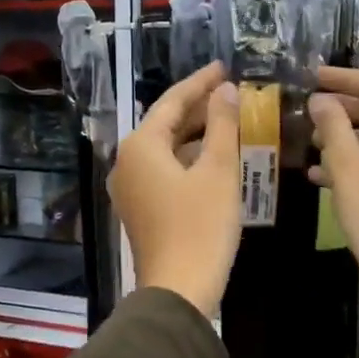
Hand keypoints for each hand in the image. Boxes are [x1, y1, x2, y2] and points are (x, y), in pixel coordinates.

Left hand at [109, 61, 240, 318]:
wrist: (178, 290)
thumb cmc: (200, 227)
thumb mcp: (218, 171)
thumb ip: (222, 126)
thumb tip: (226, 91)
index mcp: (141, 146)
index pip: (172, 102)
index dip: (200, 83)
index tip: (224, 67)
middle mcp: (127, 162)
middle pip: (165, 124)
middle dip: (199, 108)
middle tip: (231, 92)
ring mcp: (130, 188)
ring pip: (166, 150)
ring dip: (196, 135)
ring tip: (229, 122)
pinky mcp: (141, 209)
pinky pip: (165, 172)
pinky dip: (189, 160)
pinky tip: (215, 159)